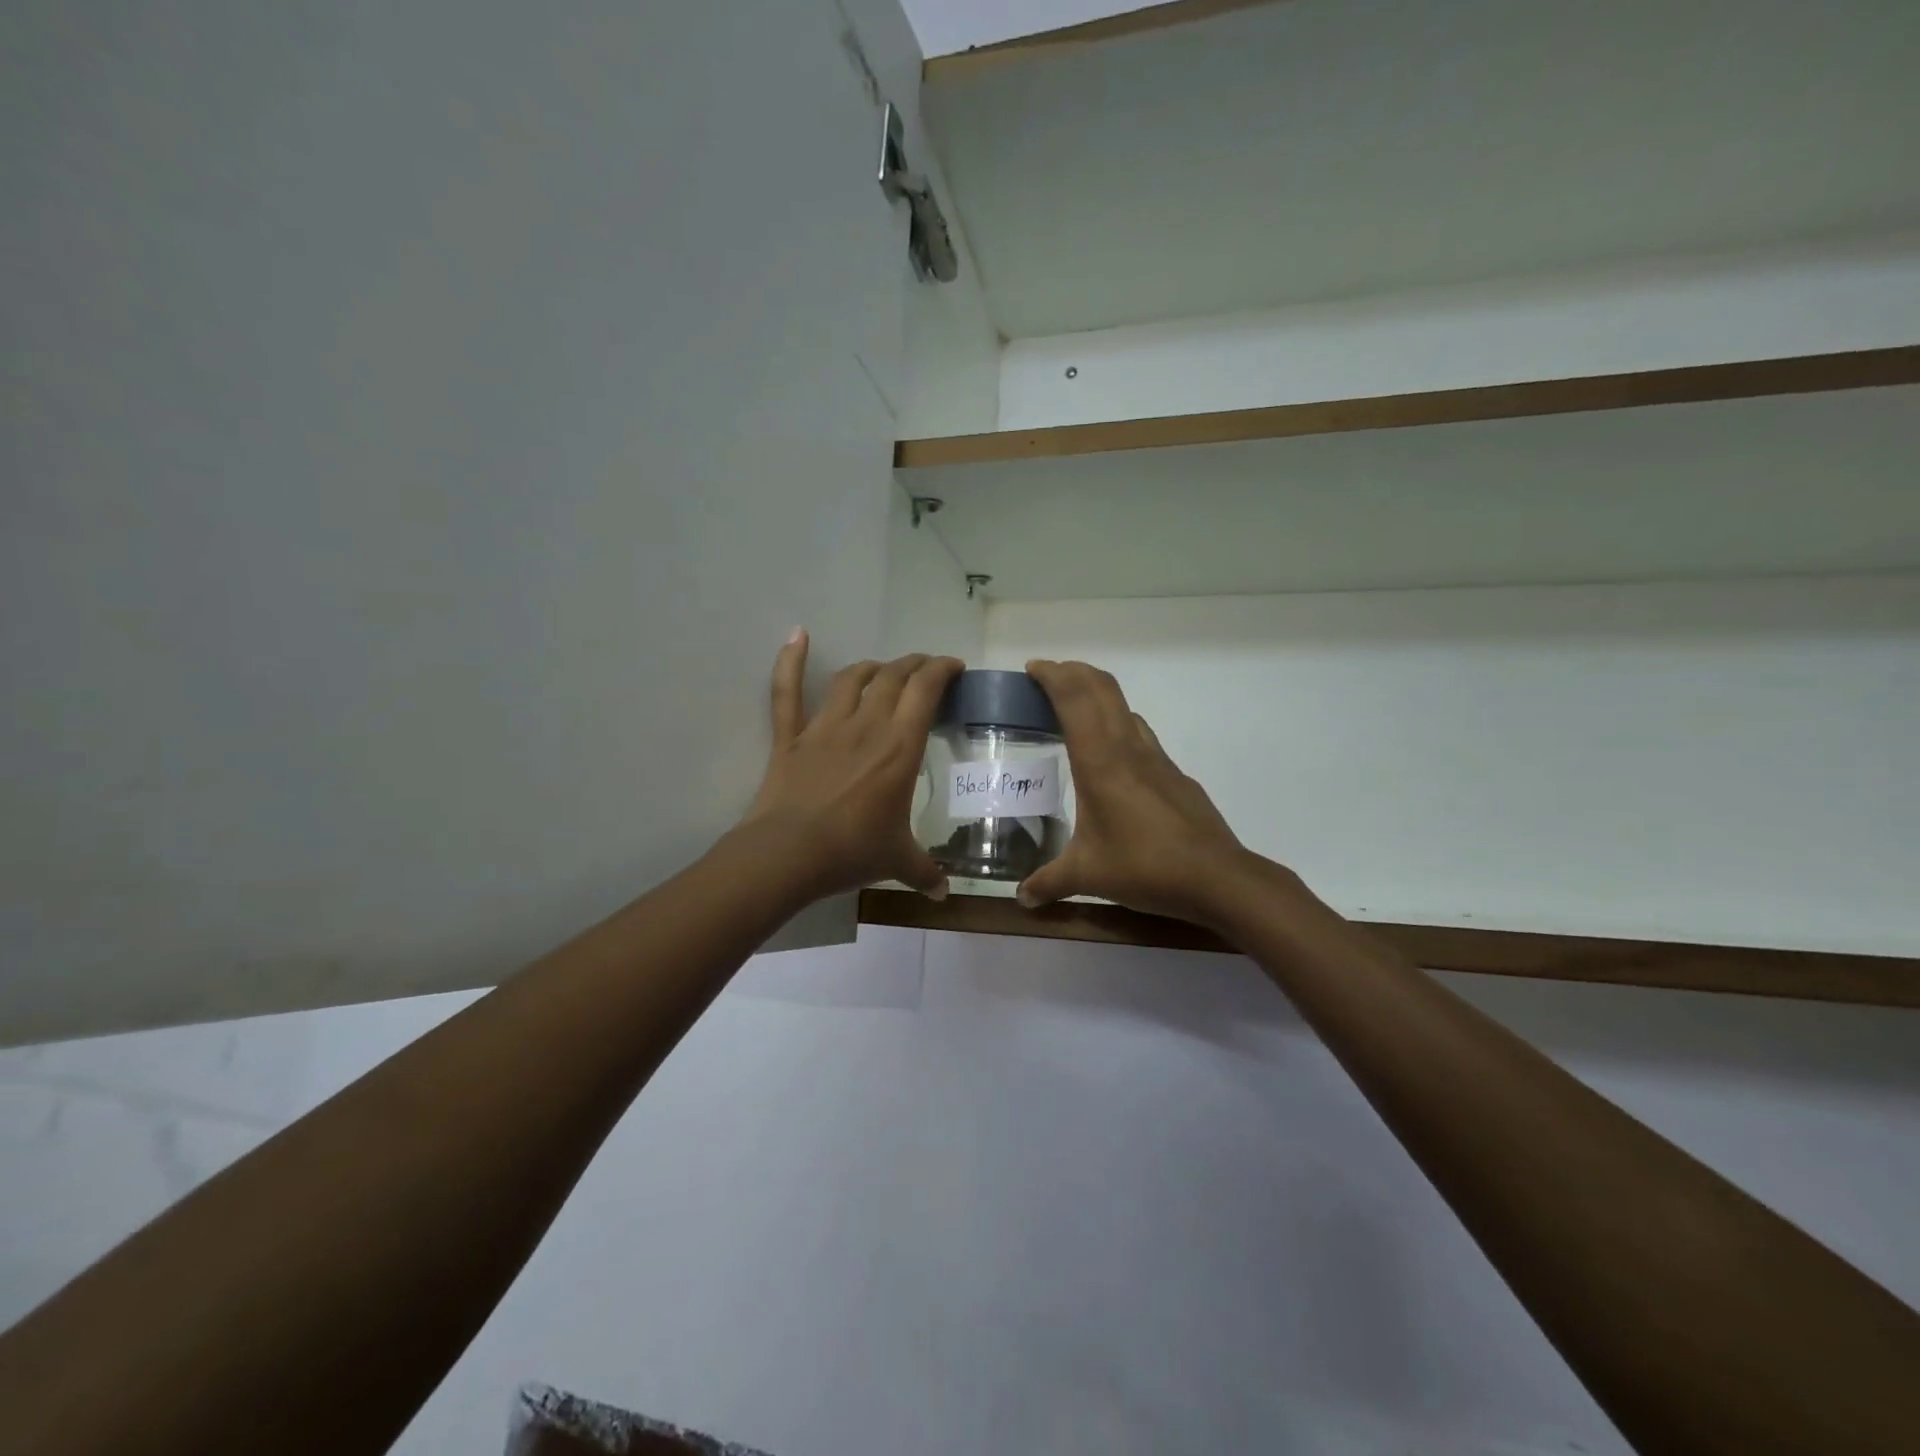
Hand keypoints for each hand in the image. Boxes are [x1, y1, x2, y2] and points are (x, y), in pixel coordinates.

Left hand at [740, 629, 963, 900]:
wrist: (789, 855)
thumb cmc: (852, 852)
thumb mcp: (898, 861)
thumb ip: (924, 872)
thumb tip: (943, 895)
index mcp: (900, 747)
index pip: (925, 690)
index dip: (942, 670)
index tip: (954, 667)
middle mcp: (866, 725)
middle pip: (893, 676)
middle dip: (914, 665)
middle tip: (925, 669)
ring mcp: (824, 727)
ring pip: (851, 678)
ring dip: (872, 667)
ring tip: (883, 669)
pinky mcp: (790, 737)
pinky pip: (787, 691)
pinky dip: (790, 660)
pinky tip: (798, 633)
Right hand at [1017, 659, 1253, 926]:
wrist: (1217, 877)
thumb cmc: (1144, 867)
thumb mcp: (1087, 876)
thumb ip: (1049, 882)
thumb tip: (1021, 898)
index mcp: (1100, 761)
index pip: (1073, 698)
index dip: (1052, 675)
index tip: (1032, 669)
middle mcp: (1128, 748)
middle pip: (1101, 687)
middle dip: (1073, 672)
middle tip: (1048, 678)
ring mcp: (1156, 758)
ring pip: (1124, 707)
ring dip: (1098, 695)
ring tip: (1074, 711)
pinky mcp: (1174, 774)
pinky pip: (1140, 733)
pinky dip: (1118, 725)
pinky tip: (1112, 758)